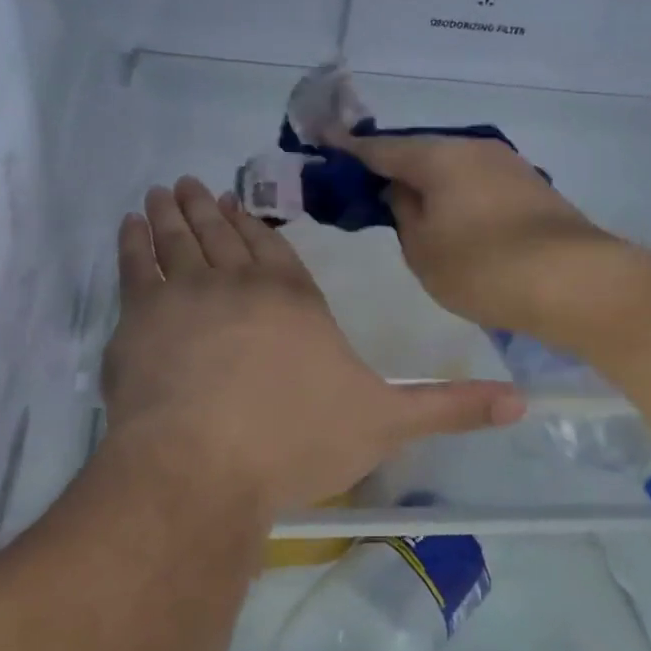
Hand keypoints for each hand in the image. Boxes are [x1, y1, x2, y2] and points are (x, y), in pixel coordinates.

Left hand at [101, 178, 524, 519]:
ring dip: (170, 213)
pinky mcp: (138, 320)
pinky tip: (128, 226)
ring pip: (177, 240)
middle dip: (208, 209)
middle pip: (222, 236)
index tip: (236, 202)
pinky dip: (131, 242)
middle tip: (192, 183)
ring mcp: (185, 297)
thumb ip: (448, 408)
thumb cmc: (296, 440)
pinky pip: (134, 266)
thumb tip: (521, 403)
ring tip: (163, 191)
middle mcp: (239, 285)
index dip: (254, 226)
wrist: (204, 466)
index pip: (274, 250)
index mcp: (295, 300)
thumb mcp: (385, 424)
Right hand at [340, 134, 619, 335]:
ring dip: (427, 183)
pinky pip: (476, 183)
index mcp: (439, 156)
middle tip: (364, 187)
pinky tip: (450, 217)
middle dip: (391, 167)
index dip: (349, 151)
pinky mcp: (531, 188)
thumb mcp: (422, 249)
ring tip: (407, 207)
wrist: (575, 282)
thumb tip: (401, 192)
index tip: (324, 146)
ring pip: (451, 168)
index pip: (381, 148)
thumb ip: (402, 214)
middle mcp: (474, 148)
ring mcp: (508, 165)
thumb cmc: (483, 267)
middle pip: (420, 152)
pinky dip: (455, 195)